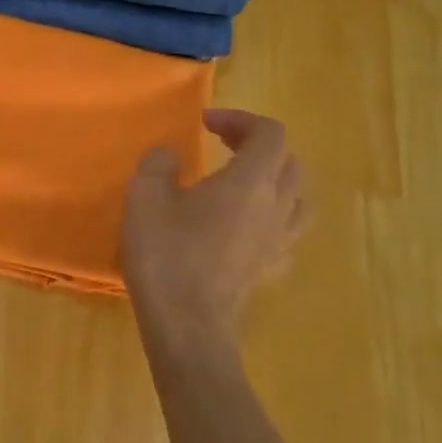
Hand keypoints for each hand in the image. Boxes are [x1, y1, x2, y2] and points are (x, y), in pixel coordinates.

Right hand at [122, 109, 305, 350]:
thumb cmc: (167, 254)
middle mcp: (277, 206)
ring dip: (271, 178)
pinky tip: (243, 223)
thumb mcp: (145, 197)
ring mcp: (280, 240)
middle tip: (220, 143)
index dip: (240, 119)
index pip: (269, 133)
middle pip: (289, 161)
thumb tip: (170, 156)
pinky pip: (285, 229)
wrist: (188, 323)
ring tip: (239, 180)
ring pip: (296, 196)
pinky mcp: (272, 268)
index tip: (205, 122)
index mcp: (250, 181)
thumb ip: (159, 164)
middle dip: (256, 144)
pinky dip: (269, 214)